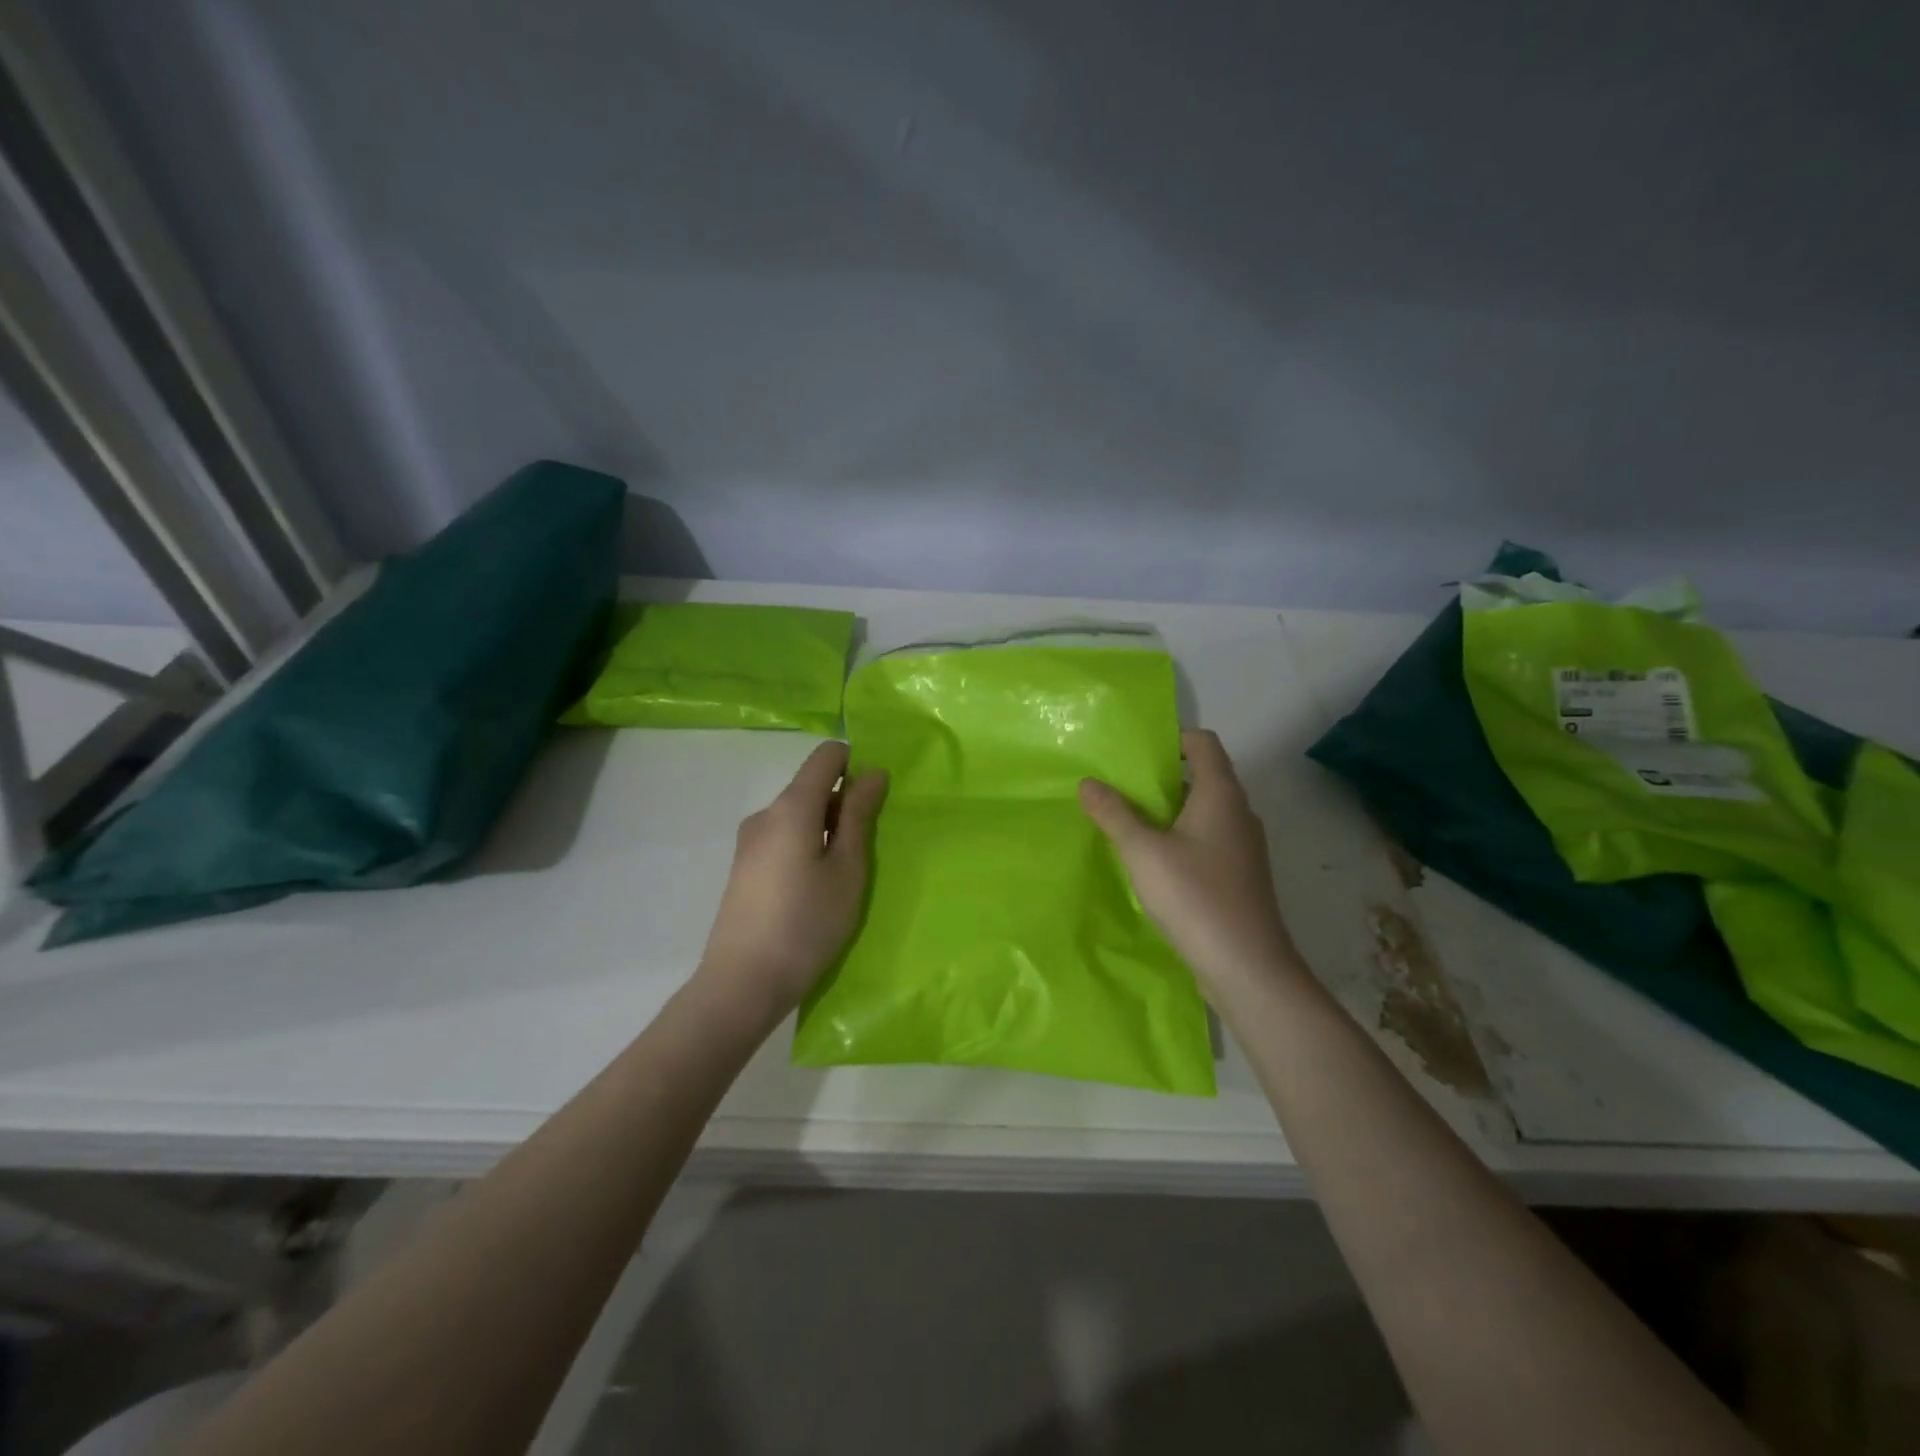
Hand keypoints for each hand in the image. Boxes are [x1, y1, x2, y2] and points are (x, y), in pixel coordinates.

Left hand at [697, 741, 887, 1017]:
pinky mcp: (743, 868)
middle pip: (811, 788)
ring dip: (825, 831)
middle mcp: (765, 814)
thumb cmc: (807, 924)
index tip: (874, 802)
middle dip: (843, 806)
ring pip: (797, 817)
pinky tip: (814, 891)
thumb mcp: (847, 870)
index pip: (825, 757)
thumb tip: (871, 772)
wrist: (742, 984)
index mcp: (791, 807)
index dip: (854, 765)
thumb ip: (858, 816)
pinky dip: (806, 848)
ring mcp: (749, 842)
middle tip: (865, 853)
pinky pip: (783, 839)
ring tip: (842, 878)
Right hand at [1080, 730, 1301, 992]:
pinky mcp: (1240, 874)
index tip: (1135, 752)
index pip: (1203, 743)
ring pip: (1203, 811)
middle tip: (1119, 786)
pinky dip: (1181, 837)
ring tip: (1128, 820)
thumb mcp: (1142, 851)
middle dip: (1161, 777)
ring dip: (1168, 810)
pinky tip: (1153, 860)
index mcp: (1221, 794)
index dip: (1172, 738)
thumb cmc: (1194, 896)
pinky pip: (1208, 839)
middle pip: (1202, 775)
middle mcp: (1238, 812)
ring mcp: (1243, 846)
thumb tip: (1088, 782)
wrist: (1246, 965)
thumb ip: (1113, 813)